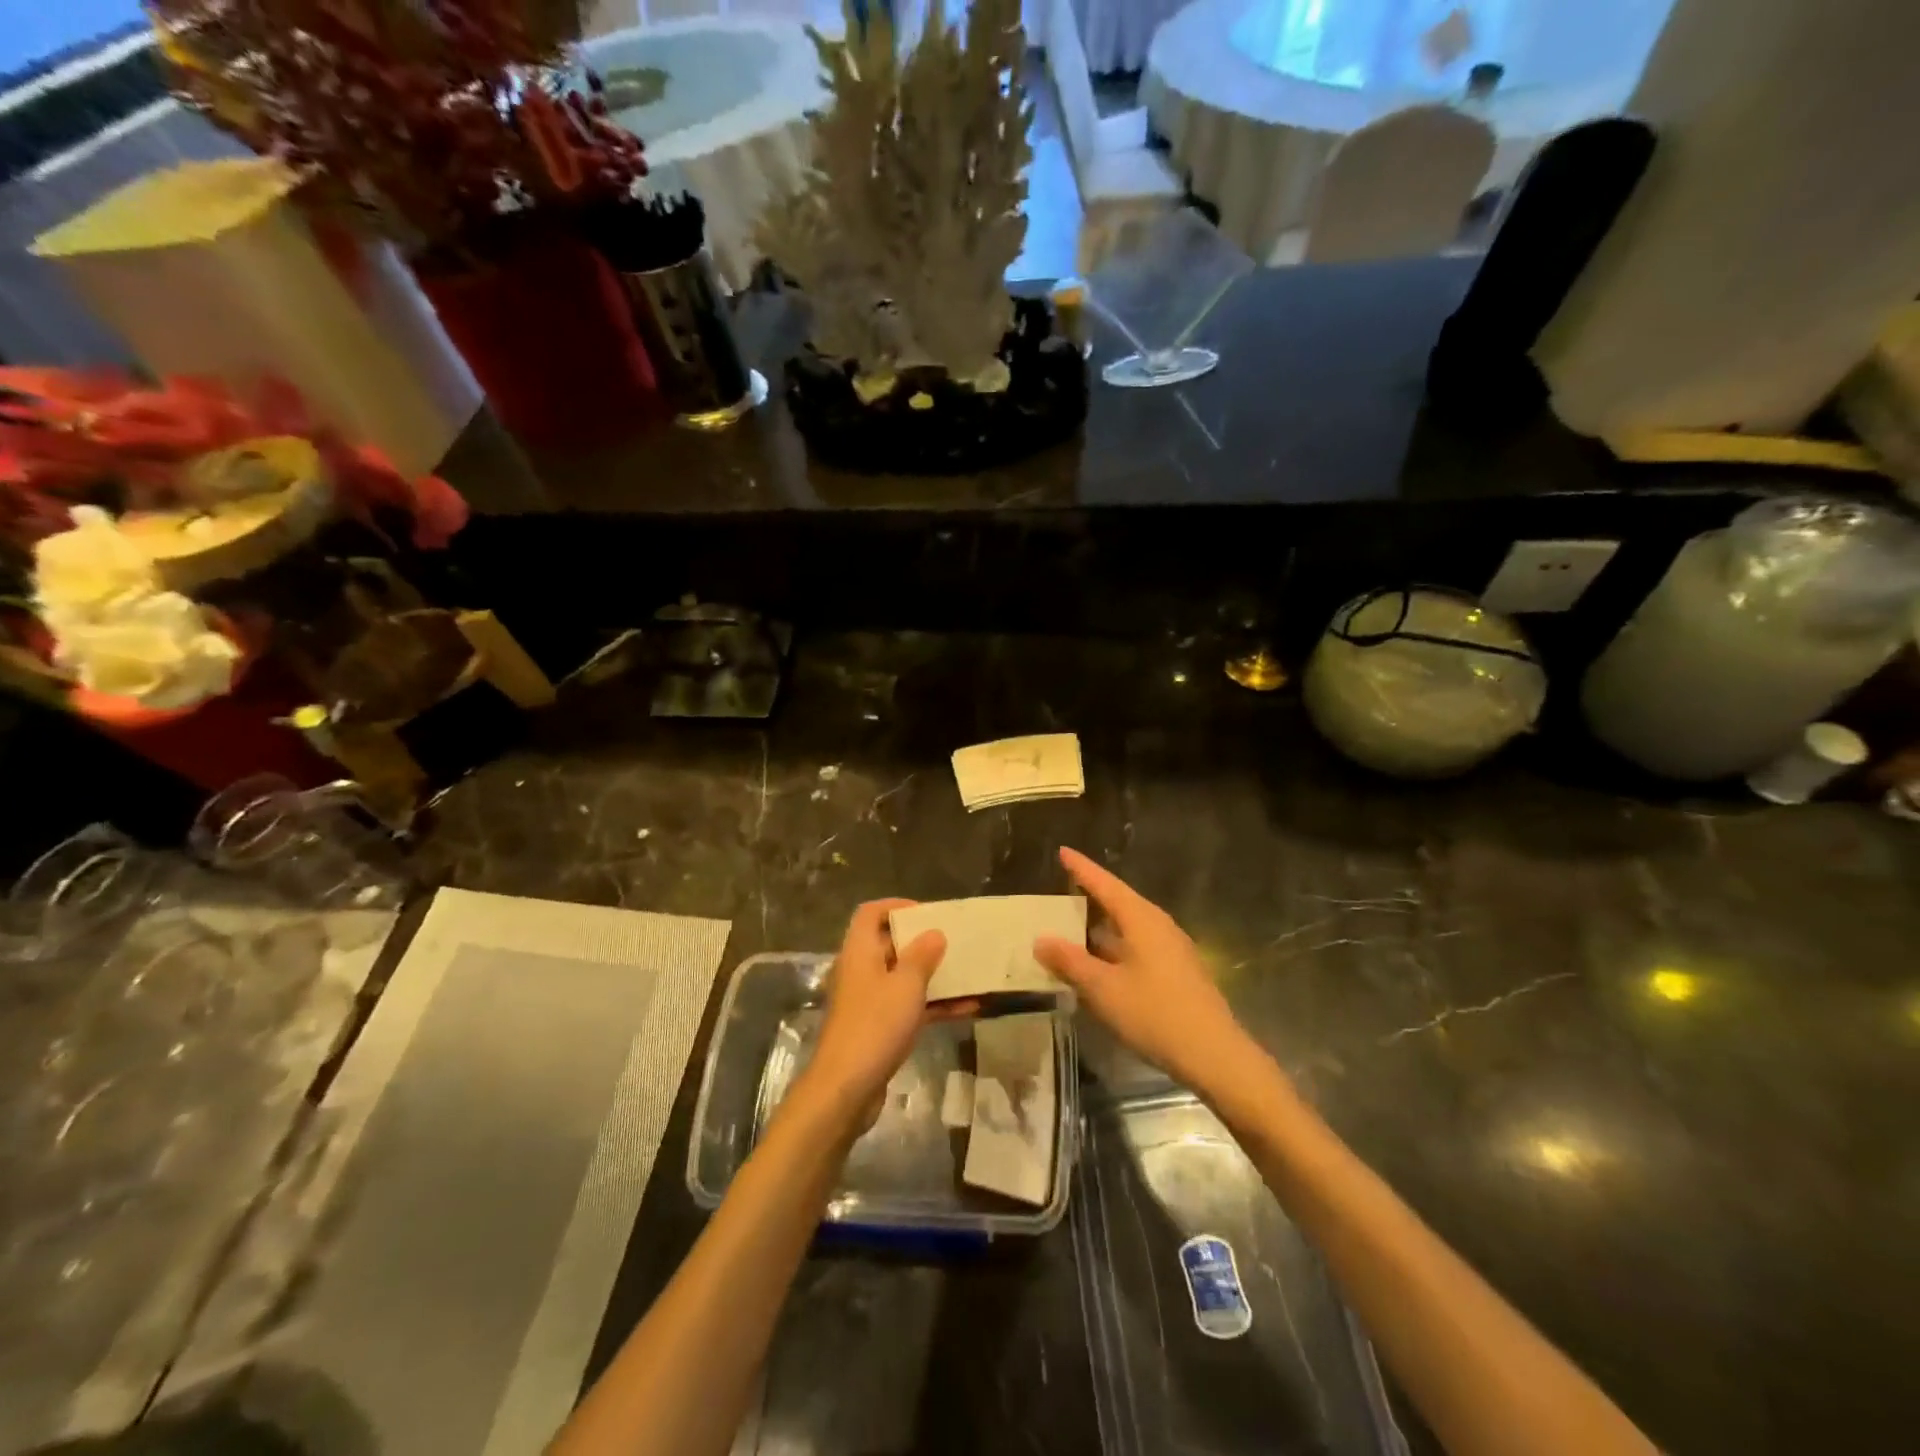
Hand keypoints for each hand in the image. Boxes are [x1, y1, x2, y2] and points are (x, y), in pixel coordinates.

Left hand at [802, 899, 951, 1118]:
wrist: (846, 1088)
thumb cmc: (875, 1025)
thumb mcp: (906, 985)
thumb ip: (922, 956)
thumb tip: (934, 933)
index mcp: (859, 952)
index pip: (870, 913)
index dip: (896, 906)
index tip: (927, 912)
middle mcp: (861, 971)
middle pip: (889, 944)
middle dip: (922, 942)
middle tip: (954, 941)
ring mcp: (869, 1002)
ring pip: (902, 978)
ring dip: (932, 976)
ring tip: (967, 973)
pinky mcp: (878, 1028)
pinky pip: (908, 1006)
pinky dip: (933, 1004)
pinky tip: (967, 1009)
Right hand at [1035, 847, 1266, 1098]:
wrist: (1214, 1055)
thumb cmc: (1155, 1014)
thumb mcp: (1103, 989)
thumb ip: (1070, 962)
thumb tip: (1041, 939)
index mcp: (1141, 919)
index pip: (1105, 884)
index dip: (1082, 869)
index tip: (1062, 851)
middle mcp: (1159, 926)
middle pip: (1120, 902)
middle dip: (1091, 896)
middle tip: (1063, 889)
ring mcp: (1172, 949)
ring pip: (1129, 927)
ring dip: (1101, 927)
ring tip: (1073, 928)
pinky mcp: (1177, 971)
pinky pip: (1138, 947)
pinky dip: (1114, 947)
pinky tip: (1100, 965)